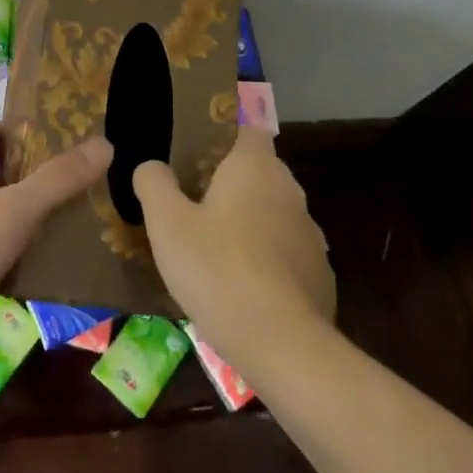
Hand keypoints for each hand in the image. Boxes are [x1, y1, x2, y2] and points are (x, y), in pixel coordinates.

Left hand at [0, 122, 112, 373]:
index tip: (43, 133)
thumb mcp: (18, 207)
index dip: (8, 131)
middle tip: (68, 176)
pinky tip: (45, 263)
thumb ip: (59, 178)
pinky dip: (18, 253)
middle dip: (26, 173)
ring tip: (67, 217)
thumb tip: (105, 144)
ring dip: (24, 215)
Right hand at [135, 127, 334, 370]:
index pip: (249, 126)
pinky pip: (285, 254)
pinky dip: (265, 261)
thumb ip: (154, 183)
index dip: (227, 129)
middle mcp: (289, 191)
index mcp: (255, 167)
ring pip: (273, 214)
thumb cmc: (218, 269)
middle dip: (231, 180)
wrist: (283, 346)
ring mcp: (310, 235)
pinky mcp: (319, 275)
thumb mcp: (167, 223)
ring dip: (248, 222)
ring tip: (212, 246)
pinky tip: (240, 287)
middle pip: (259, 171)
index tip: (201, 144)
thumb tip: (152, 166)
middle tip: (192, 198)